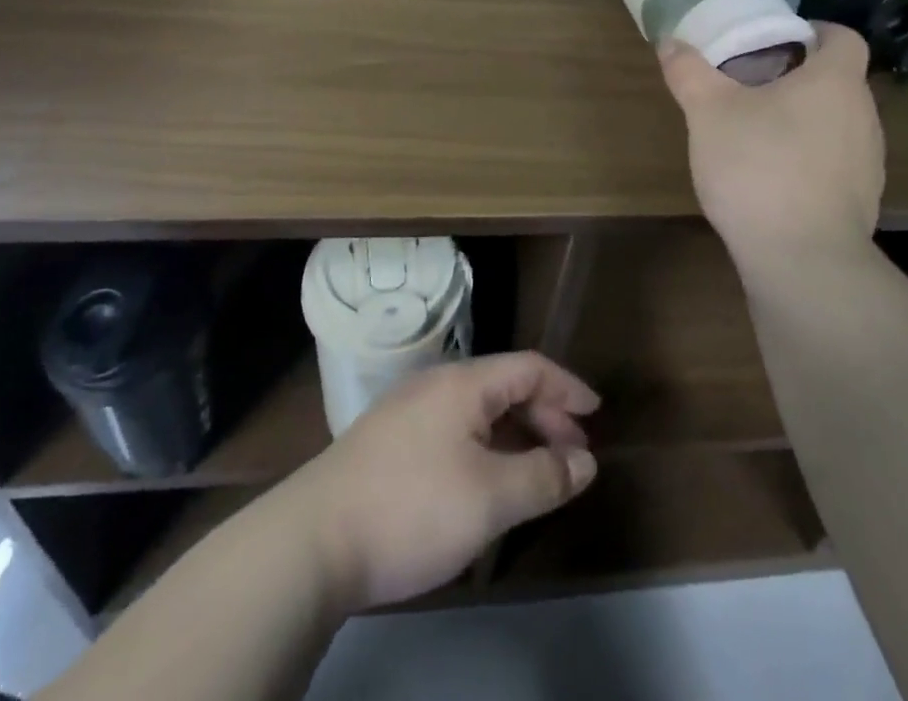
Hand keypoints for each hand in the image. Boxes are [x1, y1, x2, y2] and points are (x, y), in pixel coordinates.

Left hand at [287, 352, 599, 611]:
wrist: (312, 542)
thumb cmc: (412, 508)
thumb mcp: (490, 497)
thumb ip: (544, 477)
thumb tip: (585, 463)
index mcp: (463, 382)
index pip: (529, 367)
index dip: (567, 387)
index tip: (596, 415)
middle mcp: (436, 384)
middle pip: (504, 386)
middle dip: (545, 417)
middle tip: (572, 457)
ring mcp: (407, 412)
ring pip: (477, 411)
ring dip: (515, 435)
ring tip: (536, 473)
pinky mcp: (388, 443)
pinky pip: (453, 431)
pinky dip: (484, 448)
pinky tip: (485, 483)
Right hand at [659, 21, 884, 275]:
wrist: (802, 261)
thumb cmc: (759, 167)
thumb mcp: (709, 113)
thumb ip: (689, 73)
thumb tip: (669, 42)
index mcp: (835, 82)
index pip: (844, 37)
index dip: (816, 31)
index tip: (780, 39)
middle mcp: (863, 116)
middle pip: (838, 81)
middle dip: (799, 77)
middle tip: (753, 84)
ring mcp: (869, 163)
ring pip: (838, 123)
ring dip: (805, 120)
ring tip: (759, 132)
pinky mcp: (862, 202)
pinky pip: (836, 163)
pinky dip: (810, 160)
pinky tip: (773, 179)